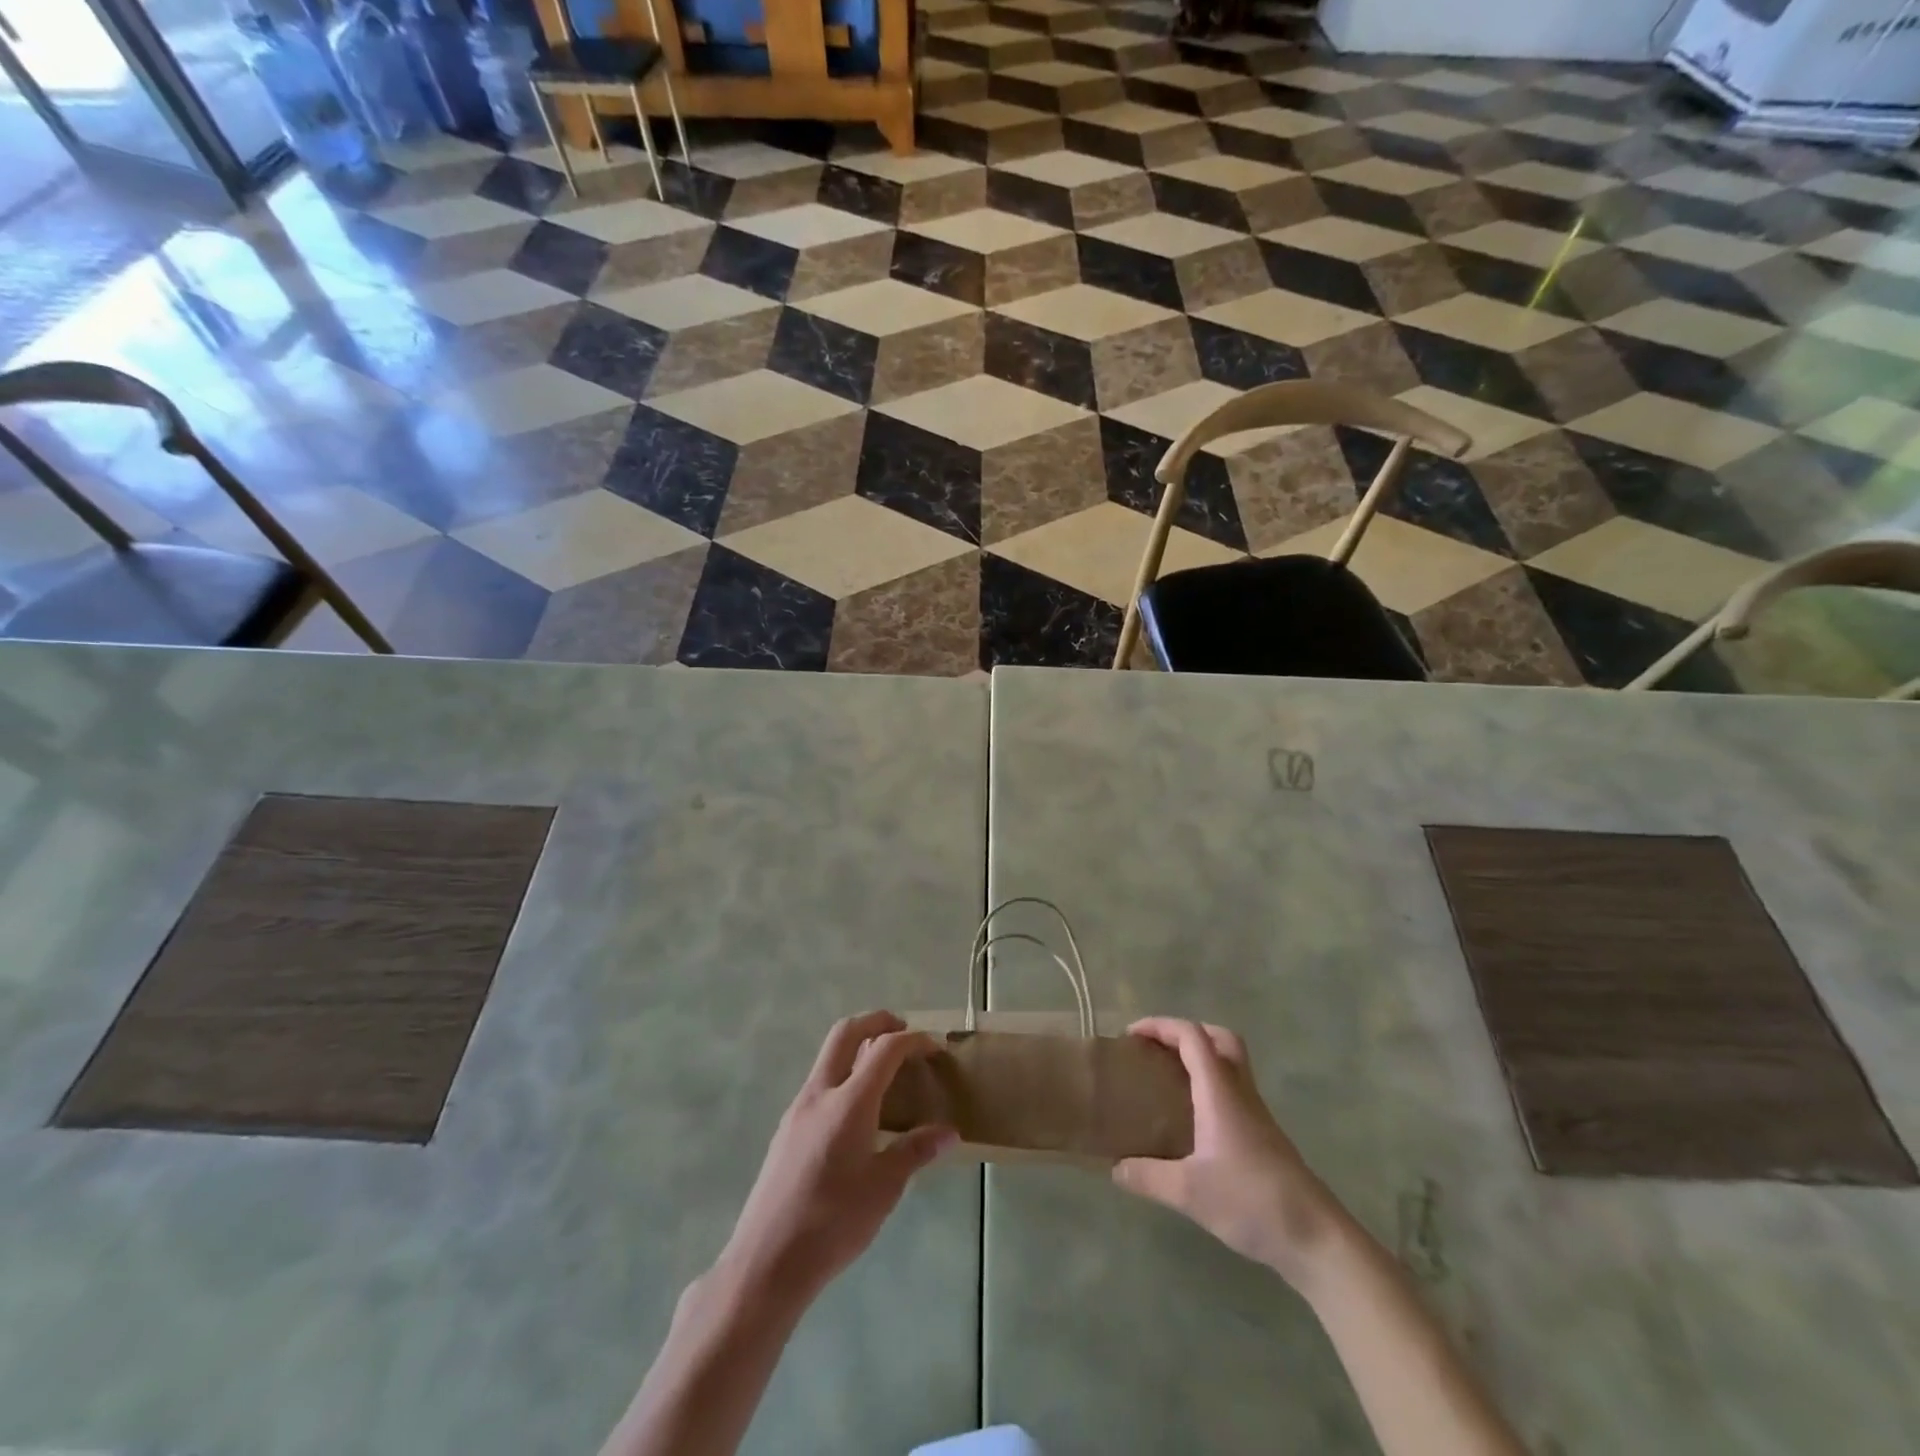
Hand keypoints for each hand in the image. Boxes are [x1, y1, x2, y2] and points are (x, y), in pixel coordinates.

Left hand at [713, 1012, 954, 1309]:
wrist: (767, 1261)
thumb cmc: (832, 1223)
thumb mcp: (884, 1189)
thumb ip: (915, 1152)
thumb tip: (949, 1133)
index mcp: (849, 1102)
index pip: (885, 1049)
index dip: (914, 1041)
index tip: (935, 1047)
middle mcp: (820, 1093)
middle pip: (846, 1032)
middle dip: (877, 1021)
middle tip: (903, 1032)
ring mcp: (798, 1109)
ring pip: (829, 1056)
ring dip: (857, 1047)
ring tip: (885, 1071)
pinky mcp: (787, 1129)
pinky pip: (820, 1083)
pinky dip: (843, 1074)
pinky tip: (858, 1111)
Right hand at [1113, 1017, 1345, 1288]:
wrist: (1315, 1238)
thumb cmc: (1251, 1202)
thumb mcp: (1189, 1192)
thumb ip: (1148, 1177)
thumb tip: (1115, 1168)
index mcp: (1220, 1091)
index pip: (1192, 1036)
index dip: (1161, 1026)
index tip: (1131, 1036)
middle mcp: (1240, 1092)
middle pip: (1220, 1038)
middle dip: (1187, 1033)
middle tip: (1157, 1050)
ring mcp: (1256, 1114)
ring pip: (1231, 1064)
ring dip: (1201, 1058)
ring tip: (1169, 1078)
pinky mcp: (1264, 1136)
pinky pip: (1234, 1091)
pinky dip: (1210, 1086)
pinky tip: (1193, 1118)